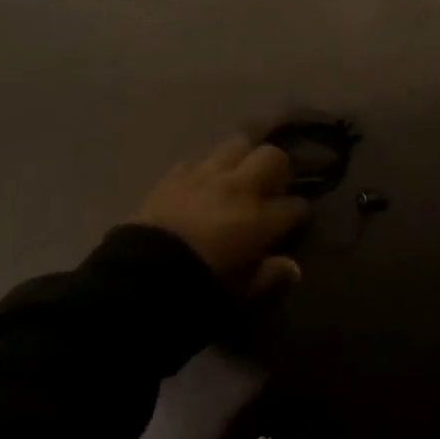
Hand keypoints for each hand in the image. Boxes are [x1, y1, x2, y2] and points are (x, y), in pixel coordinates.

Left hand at [133, 136, 309, 296]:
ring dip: (243, 156)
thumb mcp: (238, 295)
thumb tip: (293, 267)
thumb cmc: (196, 292)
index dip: (298, 211)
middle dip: (278, 167)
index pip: (293, 206)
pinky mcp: (175, 175)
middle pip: (271, 157)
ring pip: (236, 144)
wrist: (141, 277)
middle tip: (273, 184)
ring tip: (240, 171)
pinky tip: (200, 185)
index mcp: (257, 219)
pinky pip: (196, 162)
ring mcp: (205, 175)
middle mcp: (237, 187)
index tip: (297, 218)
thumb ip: (268, 276)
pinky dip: (203, 171)